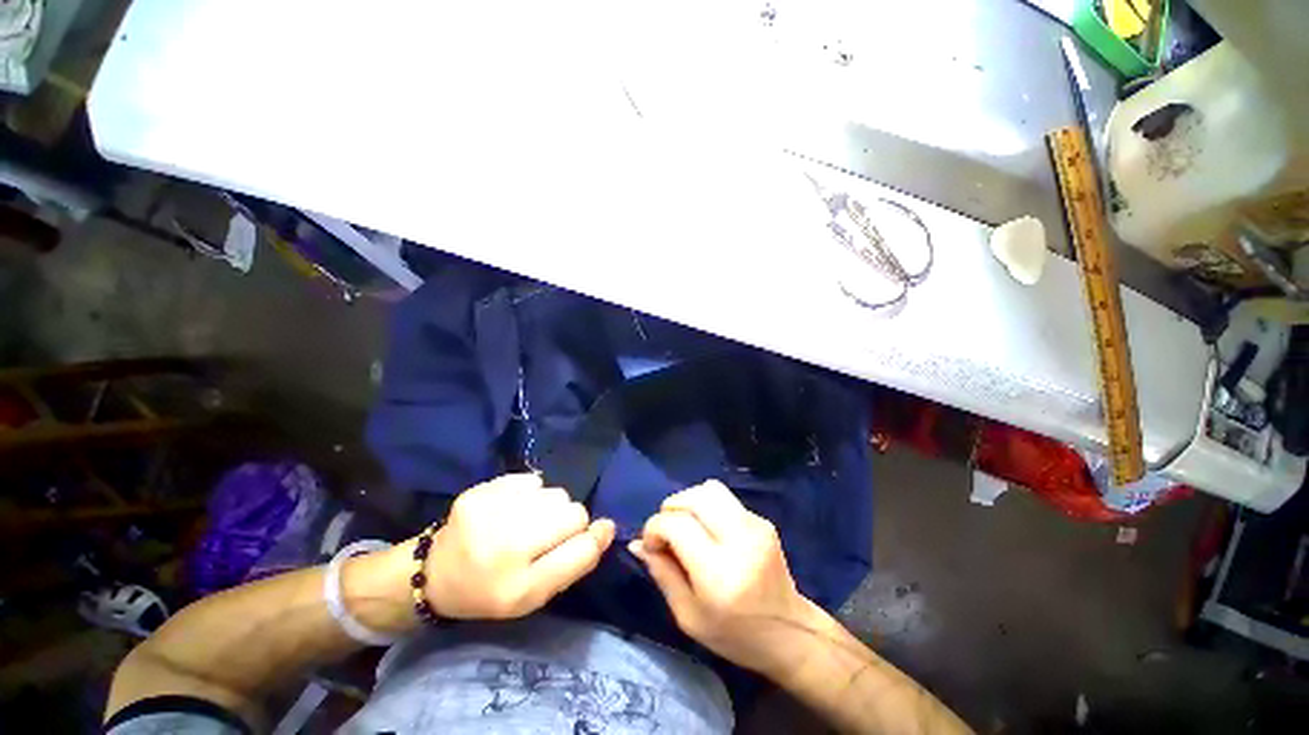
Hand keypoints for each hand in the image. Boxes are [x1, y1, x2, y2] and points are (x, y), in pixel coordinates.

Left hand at [423, 473, 614, 619]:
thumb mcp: (536, 594)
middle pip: (573, 513)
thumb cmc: (492, 590)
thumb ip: (576, 562)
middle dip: (567, 524)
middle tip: (543, 537)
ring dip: (550, 507)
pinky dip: (530, 494)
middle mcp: (505, 546)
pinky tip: (512, 508)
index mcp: (519, 586)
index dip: (590, 540)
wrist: (434, 573)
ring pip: (556, 494)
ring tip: (527, 522)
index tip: (584, 538)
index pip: (582, 548)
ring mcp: (490, 513)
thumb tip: (607, 527)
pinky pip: (533, 480)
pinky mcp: (480, 491)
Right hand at [630, 480, 816, 675]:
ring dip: (689, 501)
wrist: (790, 633)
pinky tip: (708, 531)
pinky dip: (707, 507)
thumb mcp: (688, 616)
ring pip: (710, 489)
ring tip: (685, 526)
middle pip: (694, 497)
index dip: (654, 528)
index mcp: (718, 572)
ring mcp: (755, 525)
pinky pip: (725, 499)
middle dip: (671, 508)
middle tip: (667, 532)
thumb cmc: (735, 635)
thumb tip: (638, 543)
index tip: (651, 545)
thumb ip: (662, 574)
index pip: (676, 525)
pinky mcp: (763, 520)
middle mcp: (739, 540)